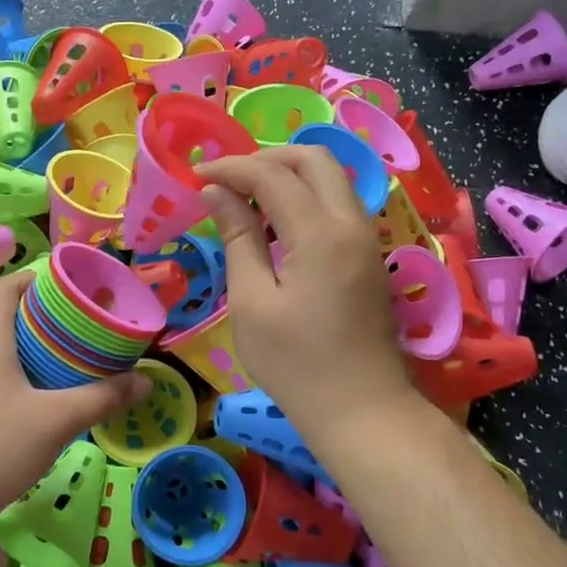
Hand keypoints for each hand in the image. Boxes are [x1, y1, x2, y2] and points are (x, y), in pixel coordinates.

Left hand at [0, 272, 147, 521]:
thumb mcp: (57, 421)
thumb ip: (103, 397)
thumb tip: (145, 381)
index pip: (6, 287)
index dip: (37, 279)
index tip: (72, 289)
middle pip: (2, 315)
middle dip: (42, 315)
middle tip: (80, 327)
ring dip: (28, 347)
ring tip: (67, 359)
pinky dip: (15, 373)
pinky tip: (38, 399)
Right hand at [195, 146, 411, 436]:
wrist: (361, 409)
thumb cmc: (295, 363)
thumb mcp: (252, 302)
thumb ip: (238, 238)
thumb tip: (216, 193)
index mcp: (320, 234)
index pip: (272, 175)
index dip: (231, 168)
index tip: (196, 176)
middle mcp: (351, 223)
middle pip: (314, 159)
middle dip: (266, 157)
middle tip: (228, 181)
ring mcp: (366, 238)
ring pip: (331, 178)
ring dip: (288, 176)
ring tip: (246, 200)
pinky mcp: (369, 255)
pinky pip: (337, 203)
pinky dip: (305, 197)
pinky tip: (276, 226)